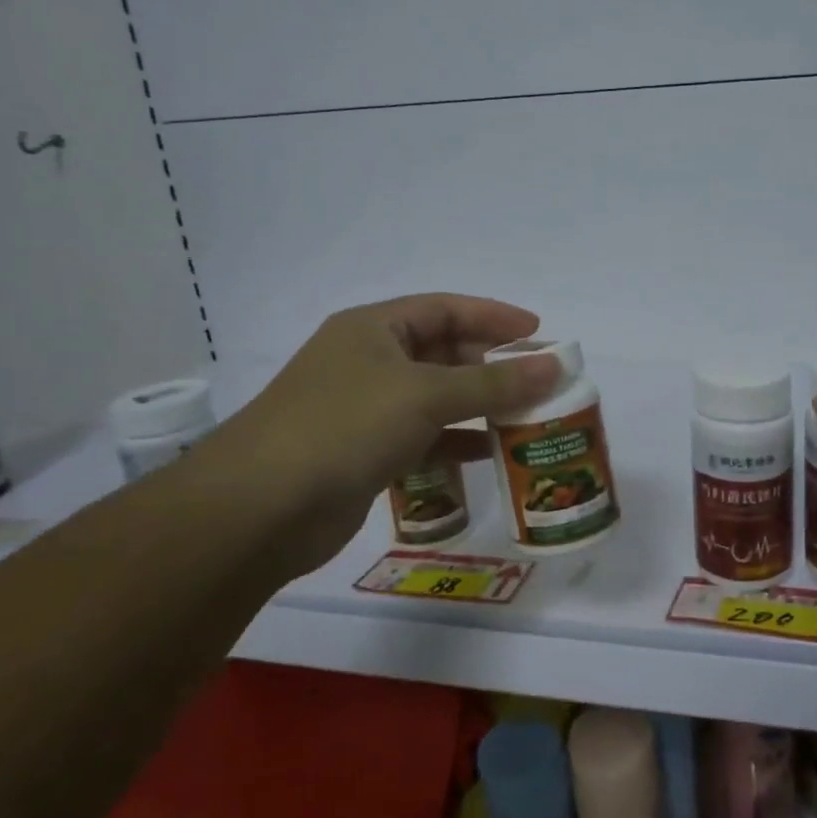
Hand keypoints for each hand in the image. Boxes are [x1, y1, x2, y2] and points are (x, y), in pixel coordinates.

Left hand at [198, 294, 561, 575]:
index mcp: (374, 329)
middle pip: (444, 352)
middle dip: (492, 365)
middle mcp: (369, 362)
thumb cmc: (345, 427)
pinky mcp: (365, 452)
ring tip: (526, 417)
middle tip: (539, 380)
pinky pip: (423, 436)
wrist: (261, 509)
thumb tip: (555, 366)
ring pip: (436, 397)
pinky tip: (488, 453)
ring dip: (479, 405)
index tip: (539, 332)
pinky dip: (455, 441)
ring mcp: (365, 409)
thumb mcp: (426, 395)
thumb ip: (494, 383)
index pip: (446, 309)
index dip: (494, 316)